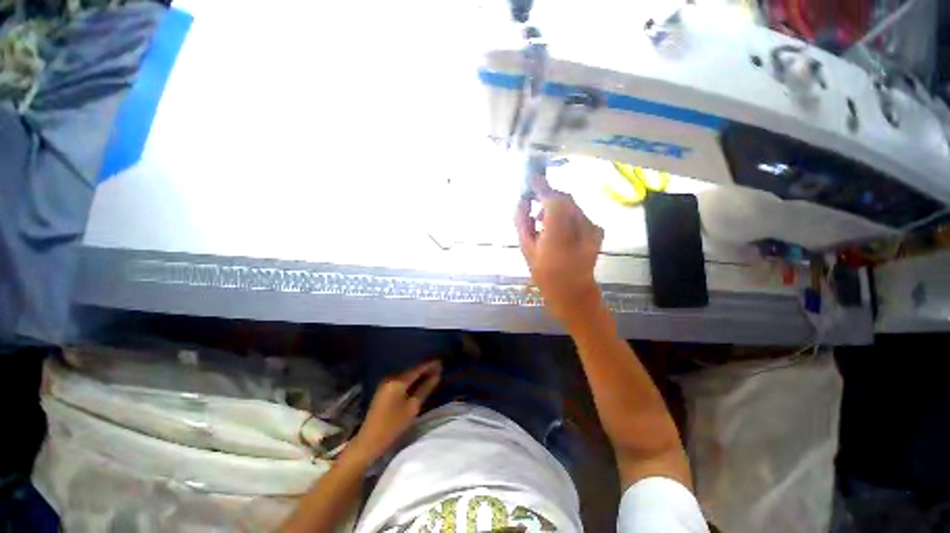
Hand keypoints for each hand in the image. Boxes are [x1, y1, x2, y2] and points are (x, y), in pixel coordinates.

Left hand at [350, 360, 441, 462]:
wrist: (369, 441)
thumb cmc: (392, 425)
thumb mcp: (412, 407)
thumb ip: (425, 389)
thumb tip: (436, 376)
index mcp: (398, 381)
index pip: (417, 369)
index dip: (430, 365)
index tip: (441, 362)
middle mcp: (391, 378)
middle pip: (411, 370)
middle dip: (425, 369)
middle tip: (439, 368)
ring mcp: (386, 384)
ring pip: (406, 375)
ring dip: (418, 374)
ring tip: (432, 373)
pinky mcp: (384, 390)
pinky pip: (401, 381)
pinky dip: (411, 380)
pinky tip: (419, 382)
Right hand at [515, 174, 603, 326]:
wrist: (573, 293)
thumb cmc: (546, 275)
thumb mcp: (527, 249)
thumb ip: (522, 222)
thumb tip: (521, 201)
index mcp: (559, 232)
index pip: (552, 199)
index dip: (541, 186)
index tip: (530, 178)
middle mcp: (581, 225)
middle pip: (564, 199)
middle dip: (547, 196)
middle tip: (532, 202)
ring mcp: (592, 228)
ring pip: (571, 206)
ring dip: (556, 206)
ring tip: (540, 219)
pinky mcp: (597, 231)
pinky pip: (578, 215)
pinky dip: (565, 215)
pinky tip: (556, 227)